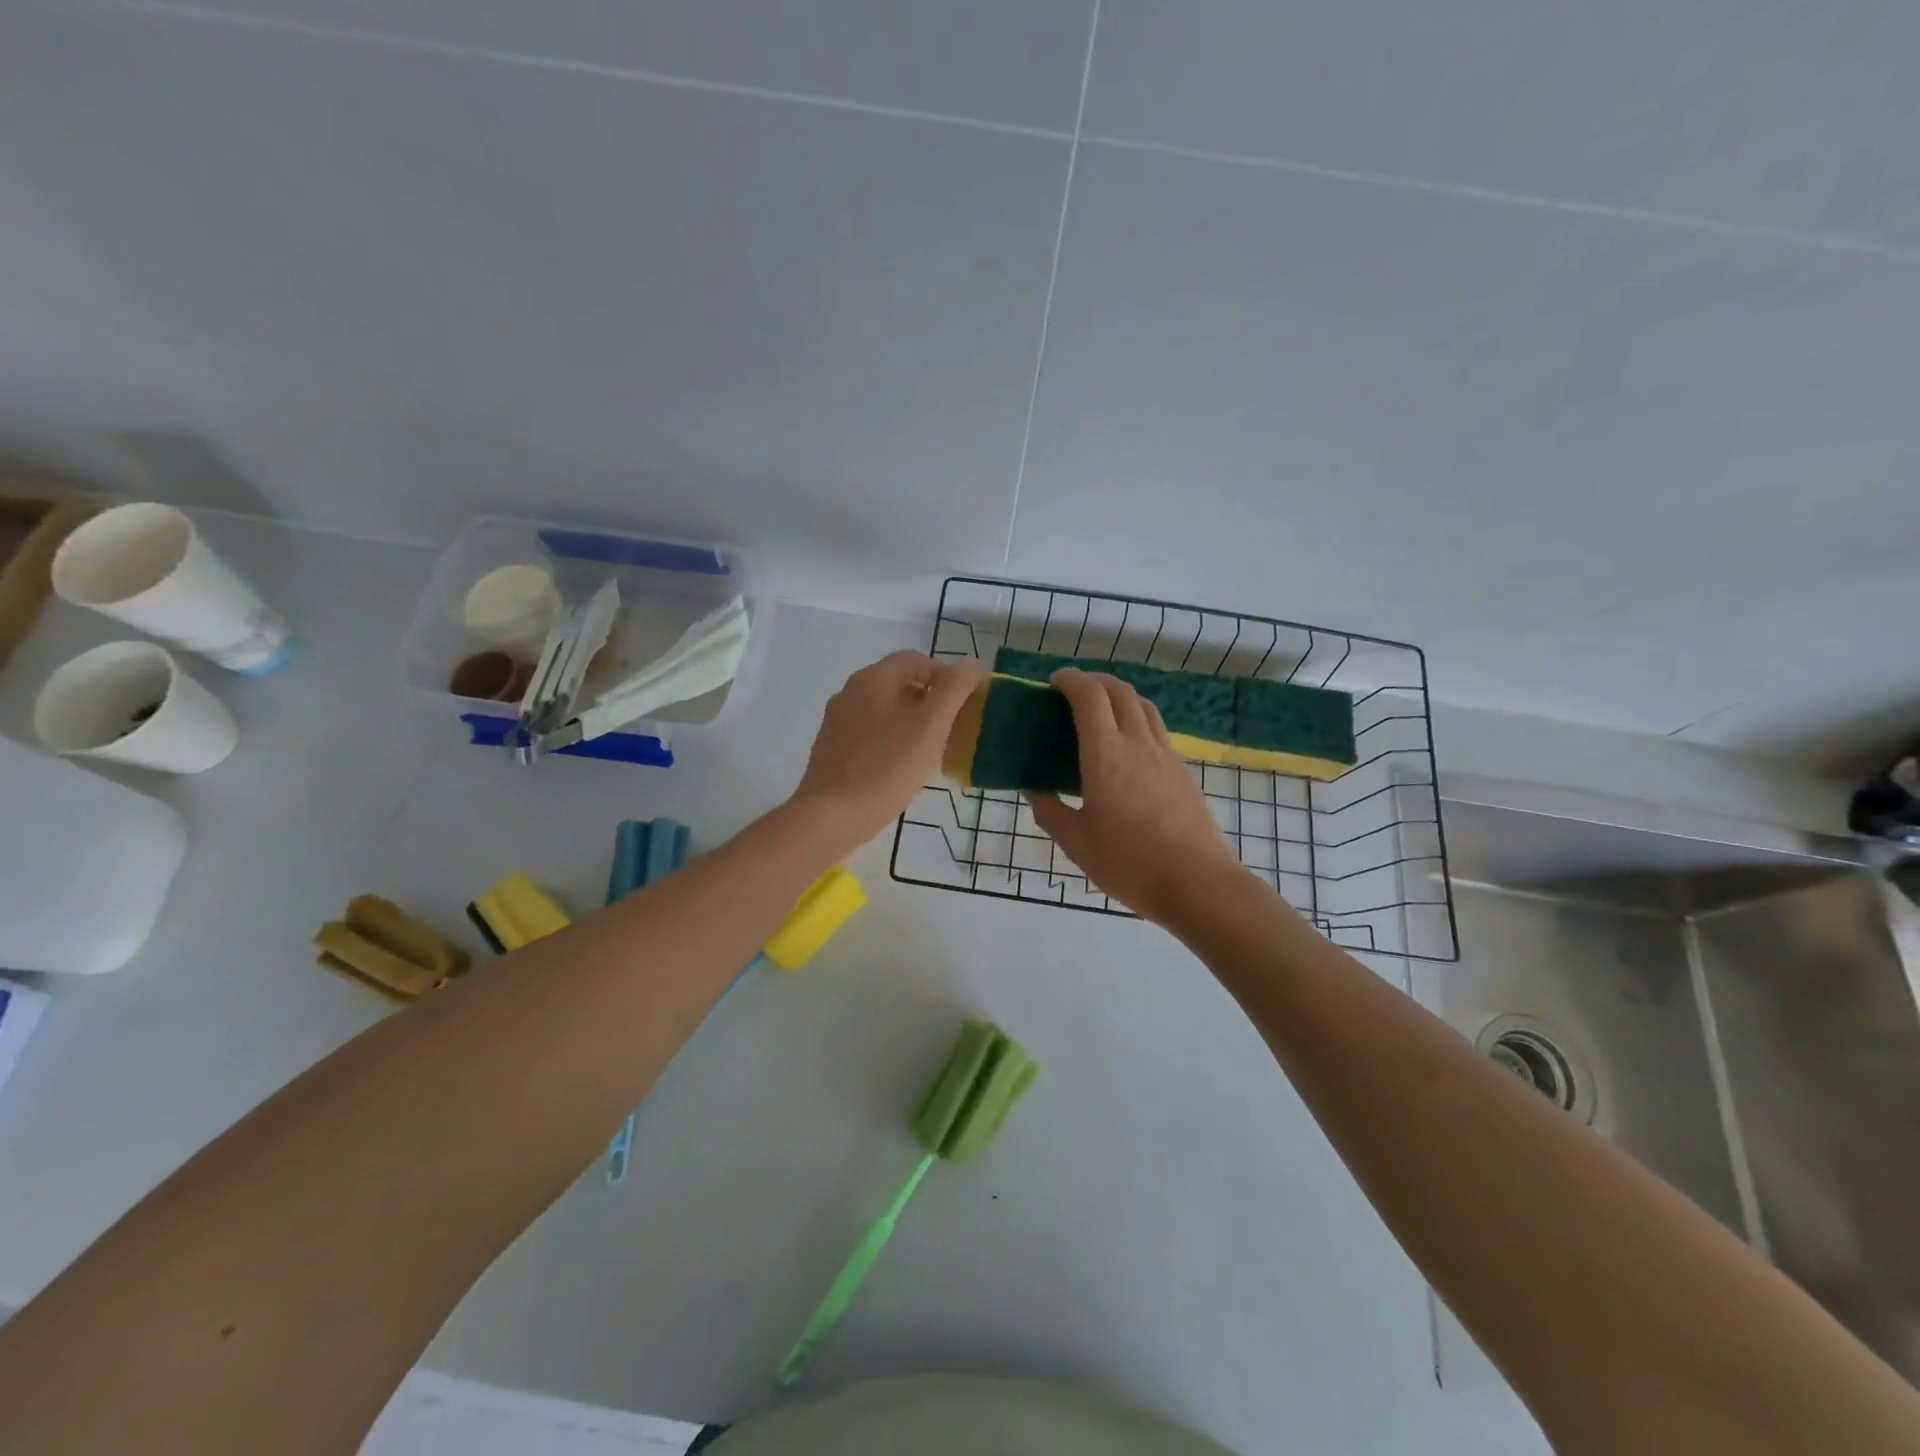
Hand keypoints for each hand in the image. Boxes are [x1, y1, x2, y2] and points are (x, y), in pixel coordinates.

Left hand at [792, 650, 985, 853]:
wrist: (831, 816)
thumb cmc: (886, 767)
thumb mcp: (931, 725)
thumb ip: (955, 689)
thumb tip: (971, 664)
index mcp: (872, 679)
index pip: (916, 659)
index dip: (946, 675)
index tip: (965, 704)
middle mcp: (850, 692)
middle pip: (899, 684)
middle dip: (931, 701)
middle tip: (953, 729)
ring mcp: (837, 722)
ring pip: (885, 711)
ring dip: (912, 723)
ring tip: (932, 752)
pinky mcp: (833, 750)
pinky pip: (870, 734)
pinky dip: (892, 742)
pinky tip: (902, 769)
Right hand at [1027, 669, 1244, 925]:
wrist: (1197, 884)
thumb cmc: (1130, 864)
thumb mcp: (1077, 844)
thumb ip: (1050, 811)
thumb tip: (1033, 790)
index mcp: (1106, 755)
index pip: (1089, 696)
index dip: (1070, 680)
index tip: (1053, 683)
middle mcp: (1137, 744)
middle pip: (1119, 690)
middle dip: (1094, 681)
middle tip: (1072, 693)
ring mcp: (1165, 754)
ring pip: (1142, 705)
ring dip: (1118, 695)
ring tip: (1100, 710)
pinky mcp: (1182, 770)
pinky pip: (1156, 727)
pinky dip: (1136, 718)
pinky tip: (1127, 745)